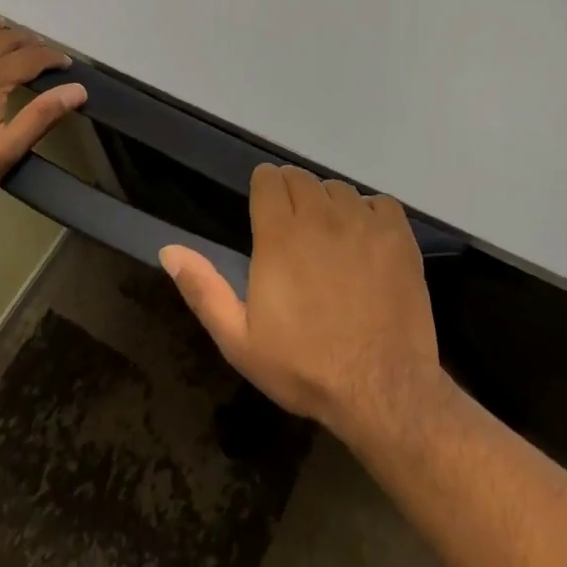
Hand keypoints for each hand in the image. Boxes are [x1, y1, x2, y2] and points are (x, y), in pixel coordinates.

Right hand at [161, 165, 443, 440]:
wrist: (382, 389)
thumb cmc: (305, 367)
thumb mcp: (240, 340)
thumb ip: (203, 289)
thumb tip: (169, 249)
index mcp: (280, 234)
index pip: (268, 178)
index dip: (264, 191)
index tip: (265, 214)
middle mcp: (321, 214)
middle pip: (301, 177)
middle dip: (293, 195)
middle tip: (295, 233)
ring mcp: (363, 220)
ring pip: (338, 189)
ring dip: (329, 206)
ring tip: (331, 242)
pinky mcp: (398, 233)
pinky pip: (378, 202)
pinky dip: (370, 215)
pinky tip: (366, 245)